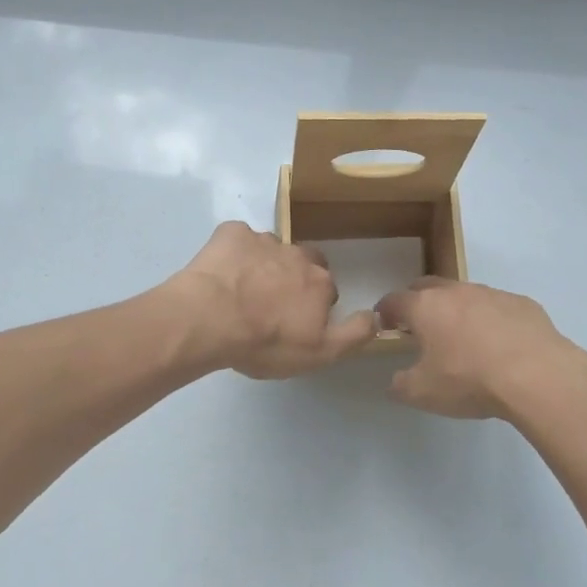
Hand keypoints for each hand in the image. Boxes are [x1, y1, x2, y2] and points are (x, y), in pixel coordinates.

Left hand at [167, 222, 377, 378]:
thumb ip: (354, 334)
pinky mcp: (231, 233)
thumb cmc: (265, 341)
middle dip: (292, 278)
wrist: (209, 317)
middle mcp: (296, 254)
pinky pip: (238, 239)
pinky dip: (233, 252)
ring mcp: (262, 240)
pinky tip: (221, 273)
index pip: (326, 289)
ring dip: (262, 265)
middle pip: (302, 262)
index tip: (294, 323)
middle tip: (270, 304)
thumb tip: (377, 315)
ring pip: (270, 250)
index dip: (312, 306)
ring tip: (241, 291)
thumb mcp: (319, 353)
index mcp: (319, 281)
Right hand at [375, 277, 586, 418]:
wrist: (537, 375)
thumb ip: (401, 385)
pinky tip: (500, 344)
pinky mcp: (522, 303)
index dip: (386, 311)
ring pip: (465, 294)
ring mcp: (491, 293)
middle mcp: (456, 292)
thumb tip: (396, 380)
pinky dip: (491, 319)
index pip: (394, 300)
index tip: (385, 324)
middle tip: (420, 326)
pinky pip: (498, 306)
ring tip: (463, 336)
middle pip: (427, 286)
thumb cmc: (470, 380)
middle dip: (418, 301)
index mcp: (425, 307)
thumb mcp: (424, 393)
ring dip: (457, 309)